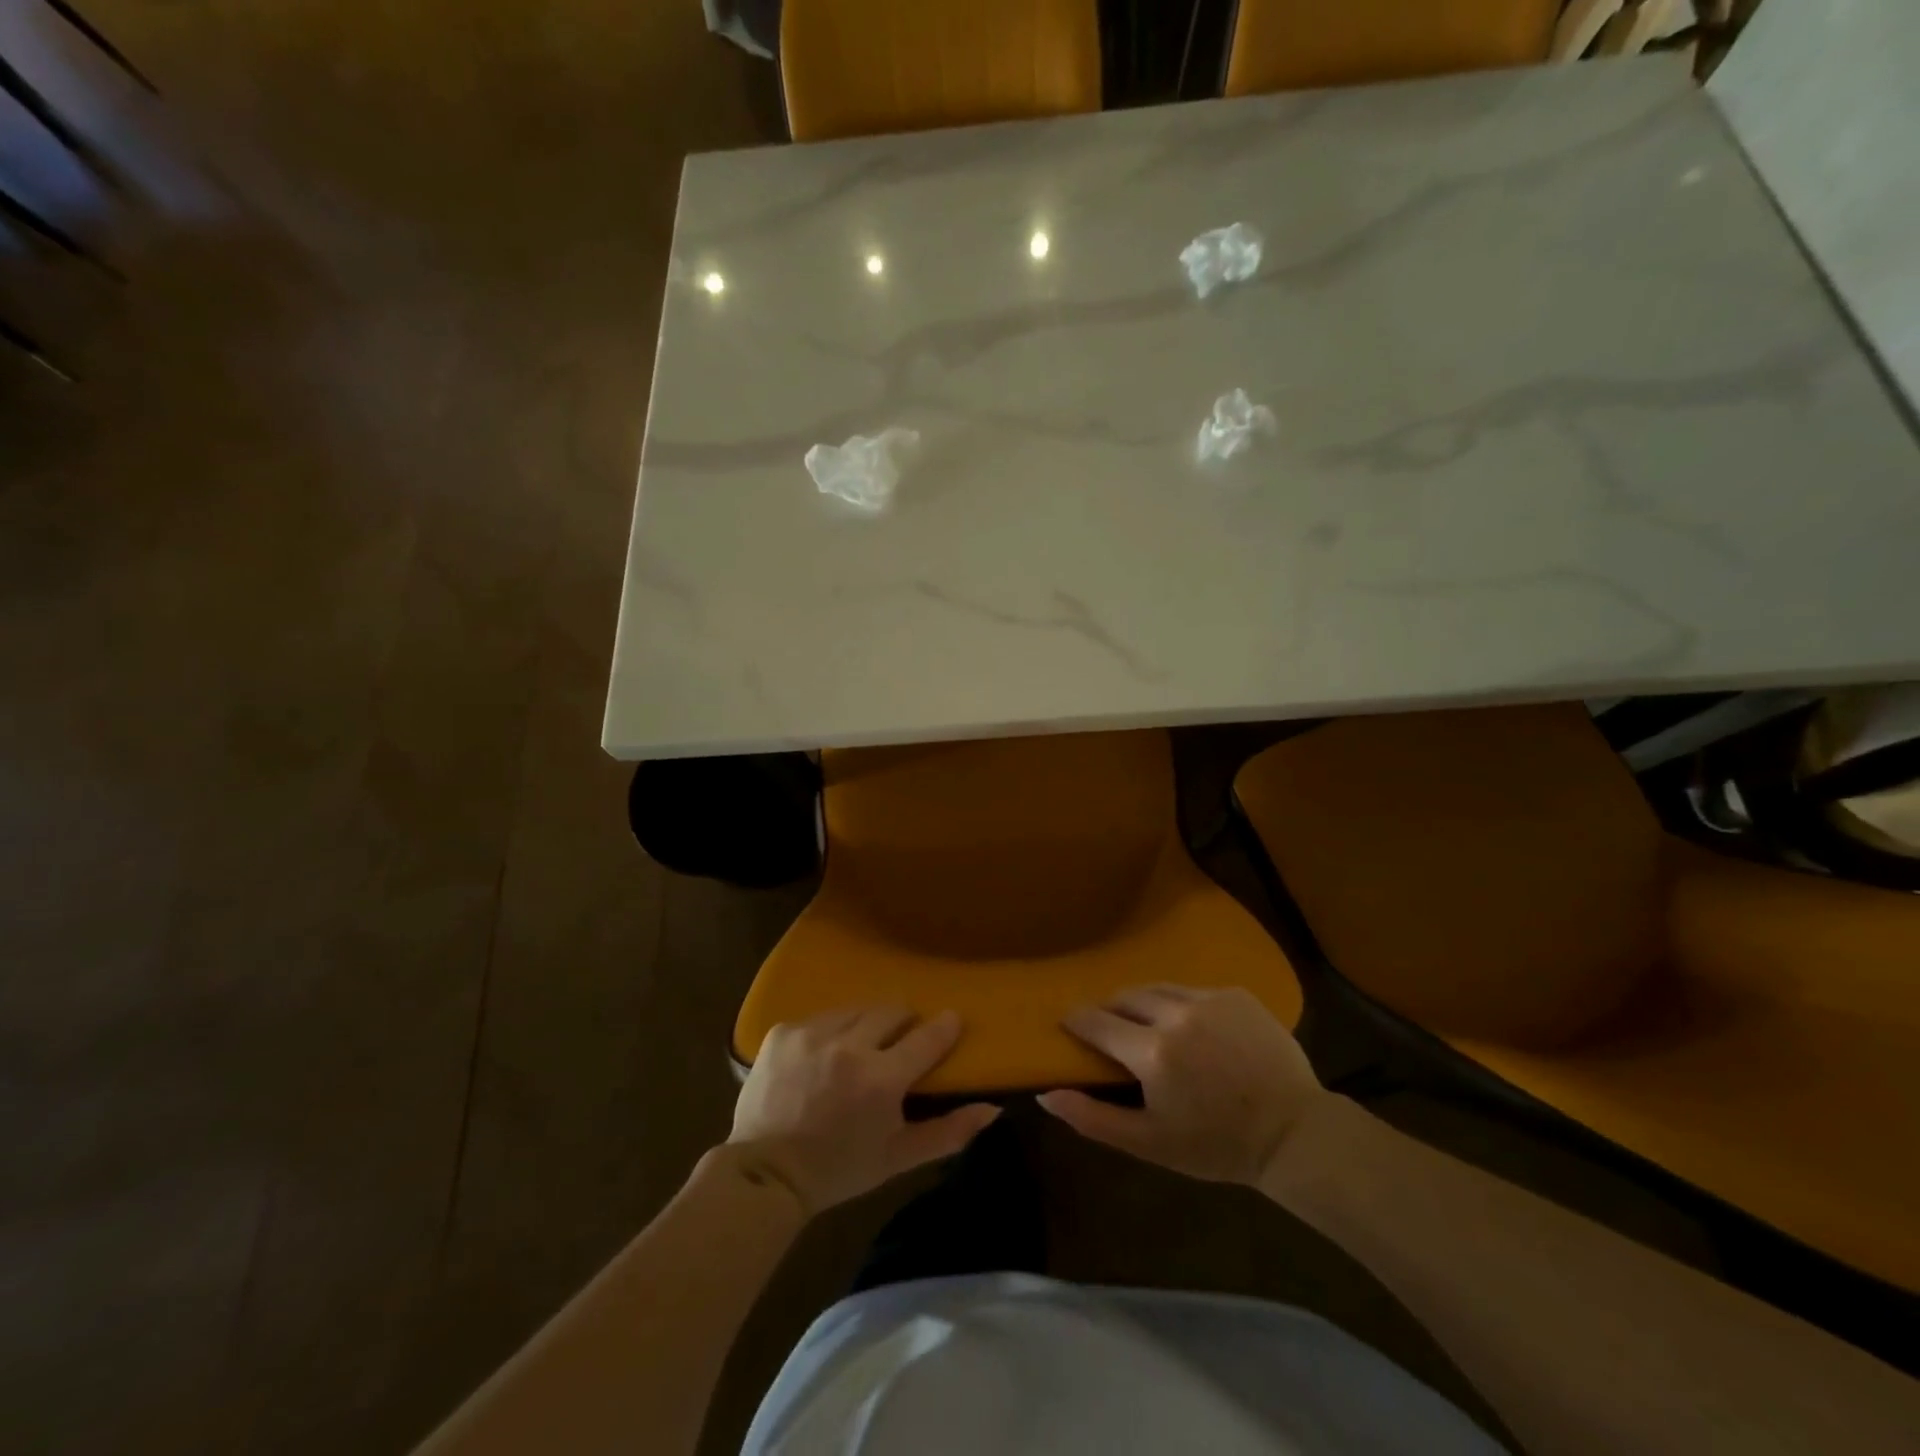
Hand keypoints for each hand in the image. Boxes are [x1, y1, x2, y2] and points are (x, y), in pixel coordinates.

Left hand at [728, 1006, 998, 1216]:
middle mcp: (848, 1046)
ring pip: (857, 1010)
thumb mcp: (898, 1158)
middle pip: (892, 1011)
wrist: (764, 1174)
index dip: (944, 1026)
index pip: (927, 1037)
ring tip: (859, 1051)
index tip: (951, 1020)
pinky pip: (821, 1018)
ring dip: (865, 1026)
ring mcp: (812, 1033)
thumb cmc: (839, 1169)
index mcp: (880, 1079)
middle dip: (903, 1025)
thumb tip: (991, 1108)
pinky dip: (830, 1032)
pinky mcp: (783, 1030)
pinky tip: (822, 1058)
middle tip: (899, 1046)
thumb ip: (948, 1132)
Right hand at [1039, 985, 1323, 1185]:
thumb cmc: (1217, 1146)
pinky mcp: (1236, 994)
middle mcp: (1175, 1014)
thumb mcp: (1150, 1143)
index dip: (1077, 1021)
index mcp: (1151, 1052)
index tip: (1070, 1025)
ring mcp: (1209, 999)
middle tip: (1112, 1031)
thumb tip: (1045, 1094)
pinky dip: (1181, 1003)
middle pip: (1124, 997)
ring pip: (1157, 988)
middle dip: (1111, 1010)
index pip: (1095, 1021)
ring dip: (1143, 1002)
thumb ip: (1093, 1119)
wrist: (1294, 1134)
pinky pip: (1193, 989)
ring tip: (1146, 1022)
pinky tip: (1192, 1027)